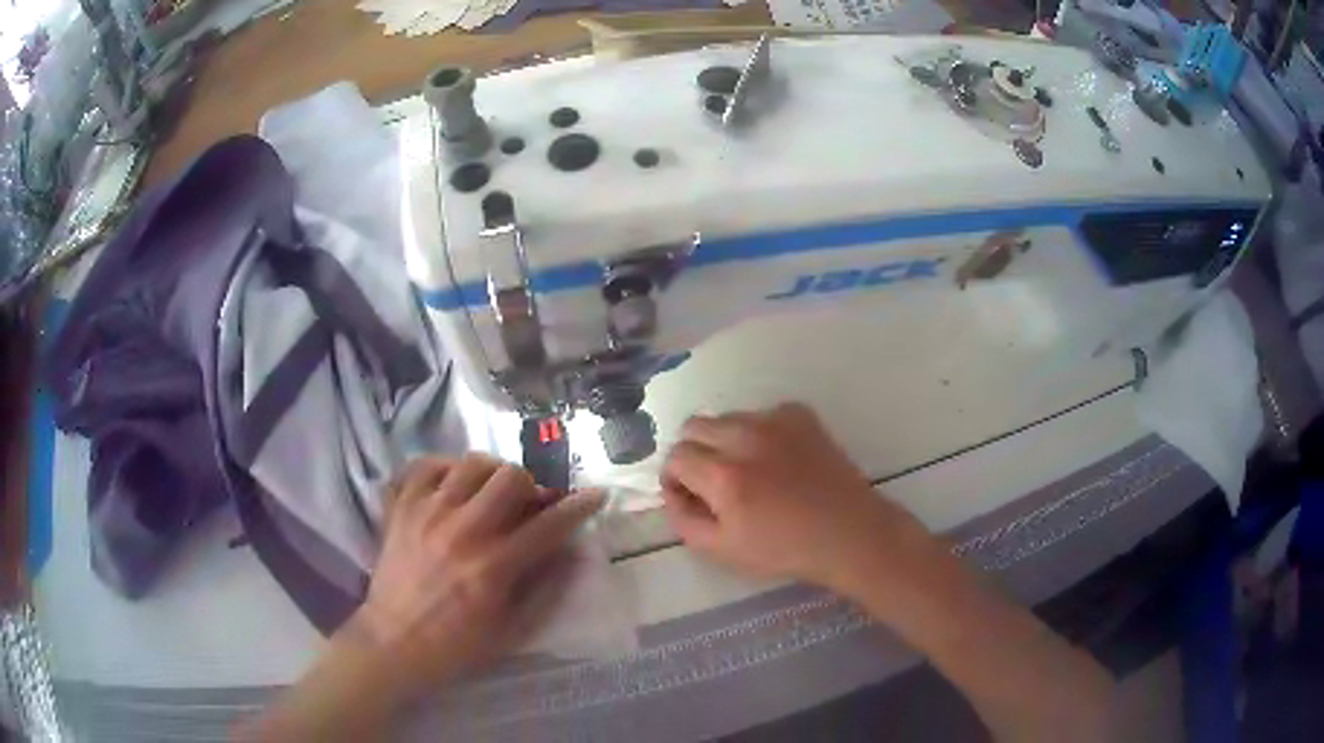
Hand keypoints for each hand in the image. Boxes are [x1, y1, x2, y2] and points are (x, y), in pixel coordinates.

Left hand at [353, 454, 603, 697]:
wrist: (394, 643)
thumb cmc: (457, 645)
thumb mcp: (513, 630)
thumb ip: (546, 589)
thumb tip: (572, 552)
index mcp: (494, 566)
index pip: (550, 524)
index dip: (579, 506)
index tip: (595, 495)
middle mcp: (463, 530)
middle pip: (511, 477)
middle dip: (531, 485)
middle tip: (530, 503)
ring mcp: (427, 513)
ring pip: (471, 463)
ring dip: (492, 473)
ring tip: (491, 492)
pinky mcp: (401, 508)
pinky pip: (424, 465)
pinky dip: (444, 468)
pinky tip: (452, 486)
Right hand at [660, 403, 930, 593]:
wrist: (849, 532)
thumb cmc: (784, 549)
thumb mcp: (722, 550)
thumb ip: (682, 518)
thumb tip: (670, 489)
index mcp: (725, 475)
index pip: (676, 456)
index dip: (675, 477)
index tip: (690, 494)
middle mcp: (746, 437)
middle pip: (694, 426)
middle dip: (694, 452)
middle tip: (713, 481)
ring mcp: (776, 420)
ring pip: (727, 418)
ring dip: (725, 440)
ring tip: (749, 470)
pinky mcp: (800, 414)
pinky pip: (761, 414)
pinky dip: (758, 433)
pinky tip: (776, 459)